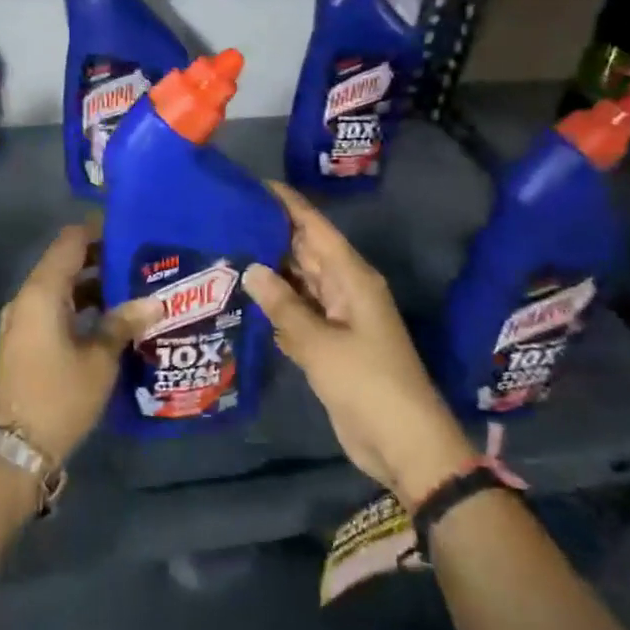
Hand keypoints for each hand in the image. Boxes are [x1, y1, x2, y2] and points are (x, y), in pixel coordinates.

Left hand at [0, 222, 160, 465]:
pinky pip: (52, 308)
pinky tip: (109, 317)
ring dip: (91, 284)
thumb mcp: (100, 359)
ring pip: (59, 287)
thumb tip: (154, 301)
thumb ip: (124, 323)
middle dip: (100, 258)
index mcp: (42, 293)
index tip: (130, 231)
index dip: (98, 230)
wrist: (16, 450)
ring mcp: (21, 320)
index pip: (70, 241)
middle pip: (64, 262)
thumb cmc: (60, 397)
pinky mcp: (23, 341)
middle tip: (139, 261)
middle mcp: (26, 298)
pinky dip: (78, 305)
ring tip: (131, 288)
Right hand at [244, 183, 476, 507]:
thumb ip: (283, 306)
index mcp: (352, 278)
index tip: (254, 185)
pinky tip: (244, 299)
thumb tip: (251, 268)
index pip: (315, 228)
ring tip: (226, 252)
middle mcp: (344, 289)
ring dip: (270, 271)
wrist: (403, 443)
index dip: (288, 205)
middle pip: (305, 252)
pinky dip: (275, 306)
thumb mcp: (320, 344)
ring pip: (299, 283)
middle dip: (271, 235)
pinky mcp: (329, 344)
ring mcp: (337, 318)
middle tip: (226, 220)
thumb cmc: (367, 383)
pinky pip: (298, 313)